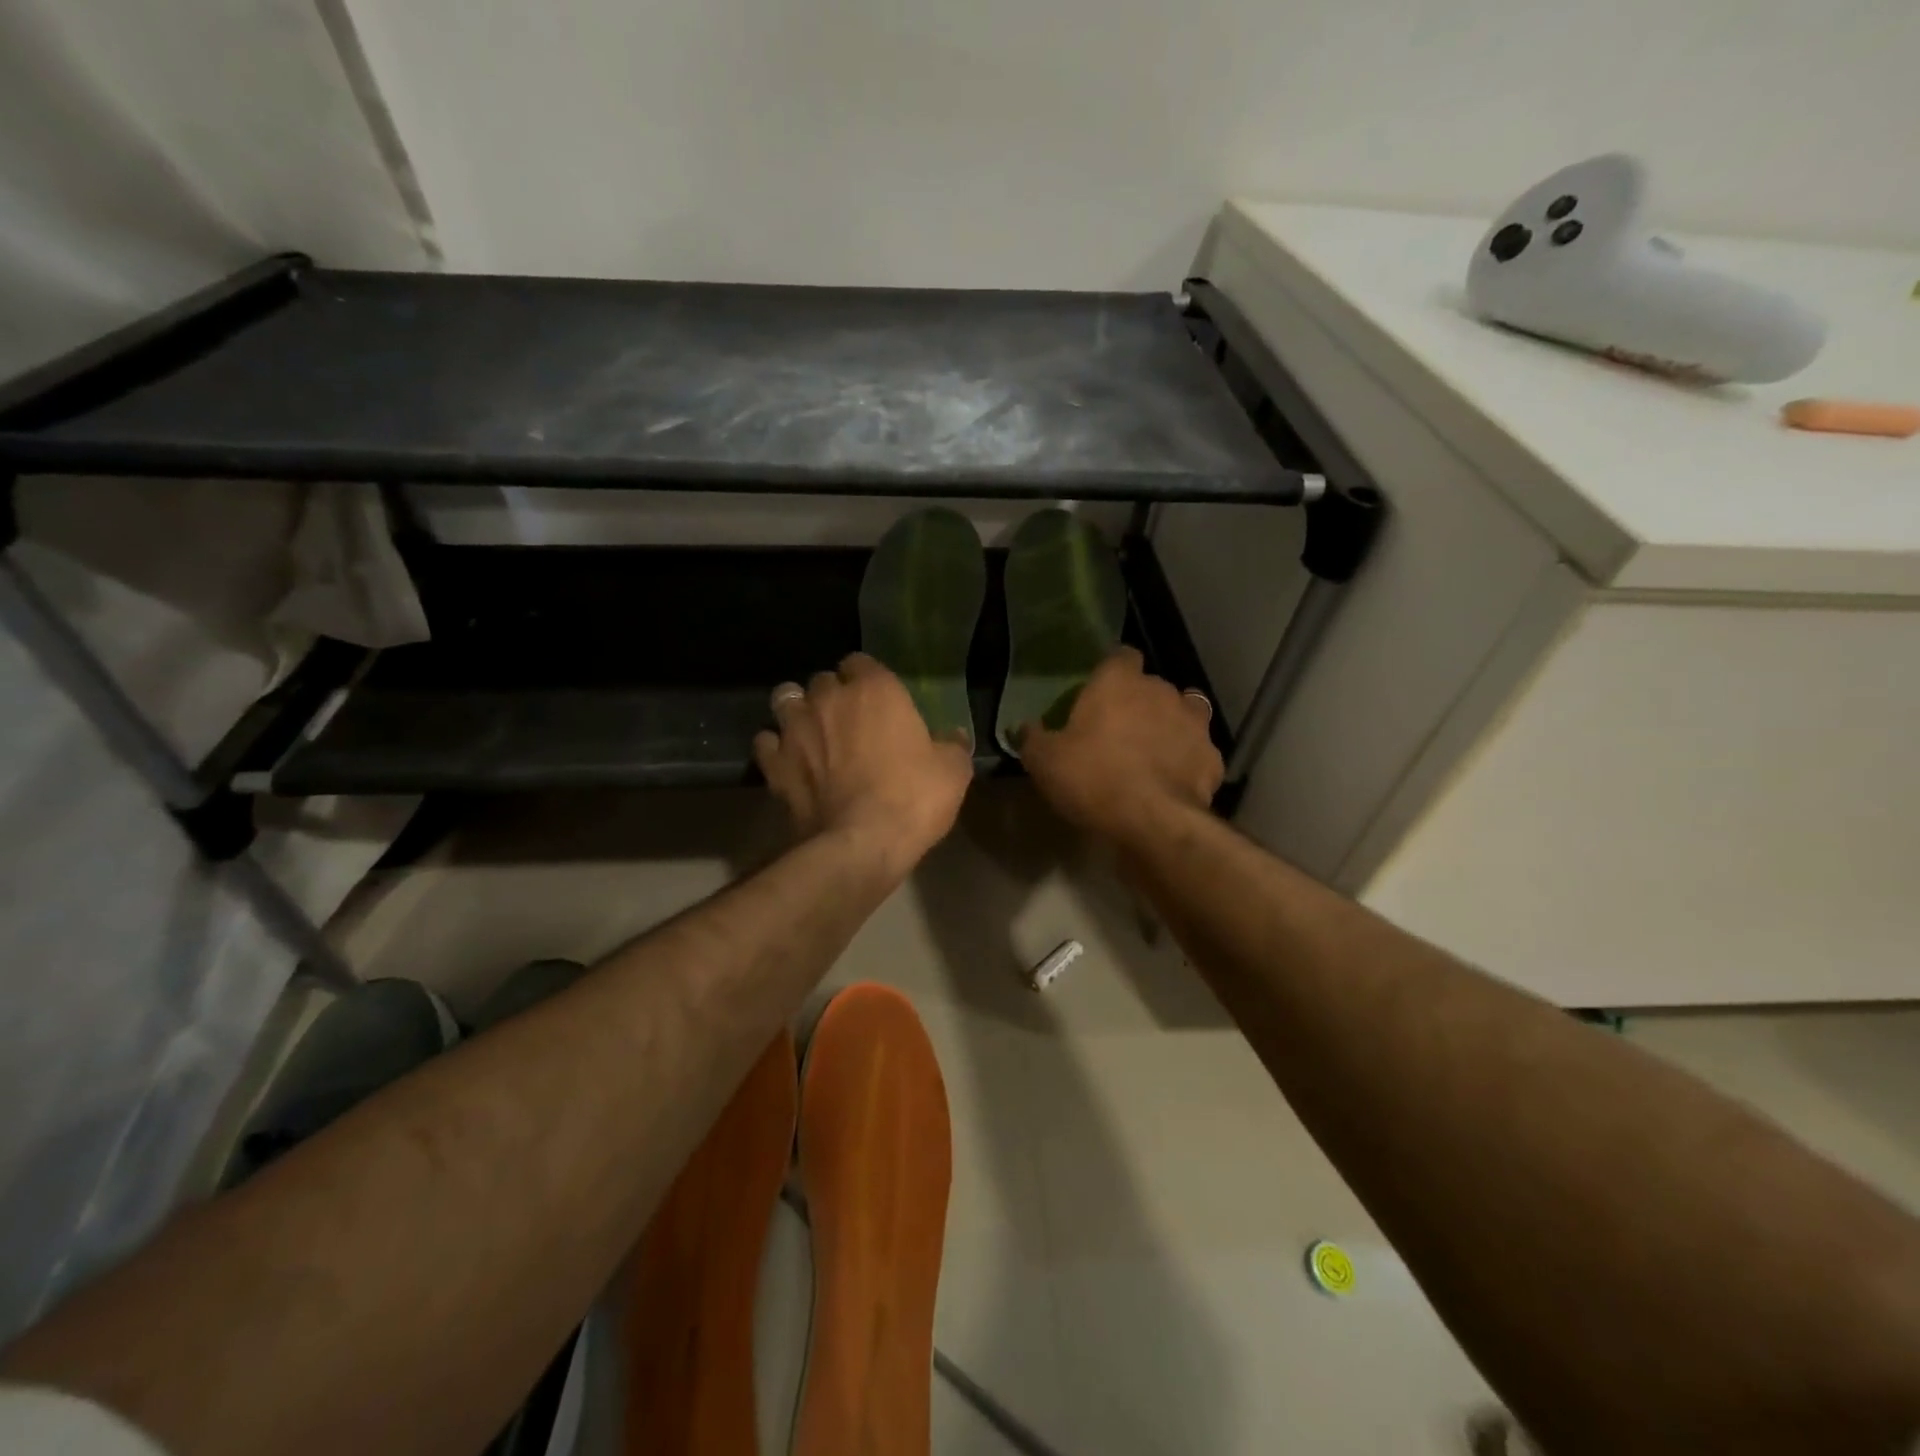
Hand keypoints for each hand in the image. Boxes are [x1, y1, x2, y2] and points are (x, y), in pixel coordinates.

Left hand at [755, 653, 973, 874]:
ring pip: (785, 700)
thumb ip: (952, 746)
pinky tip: (788, 762)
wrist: (860, 844)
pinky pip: (766, 742)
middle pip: (822, 680)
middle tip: (846, 720)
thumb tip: (953, 736)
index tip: (877, 699)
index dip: (867, 679)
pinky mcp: (773, 764)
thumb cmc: (912, 798)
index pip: (861, 662)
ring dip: (797, 711)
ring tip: (810, 732)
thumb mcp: (952, 772)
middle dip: (831, 695)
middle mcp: (828, 699)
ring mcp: (794, 730)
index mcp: (874, 689)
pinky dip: (775, 748)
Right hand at [1018, 647, 1222, 844]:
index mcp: (1119, 682)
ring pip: (1185, 711)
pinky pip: (1199, 751)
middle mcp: (1161, 691)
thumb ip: (1033, 738)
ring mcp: (1194, 723)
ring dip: (1171, 724)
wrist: (1153, 821)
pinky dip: (1189, 760)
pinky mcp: (1213, 757)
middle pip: (1152, 686)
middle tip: (1119, 730)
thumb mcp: (1044, 762)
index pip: (1120, 656)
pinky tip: (1174, 780)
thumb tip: (1025, 728)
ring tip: (1154, 750)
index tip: (1099, 692)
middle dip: (1139, 702)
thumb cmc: (1092, 778)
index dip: (1111, 671)